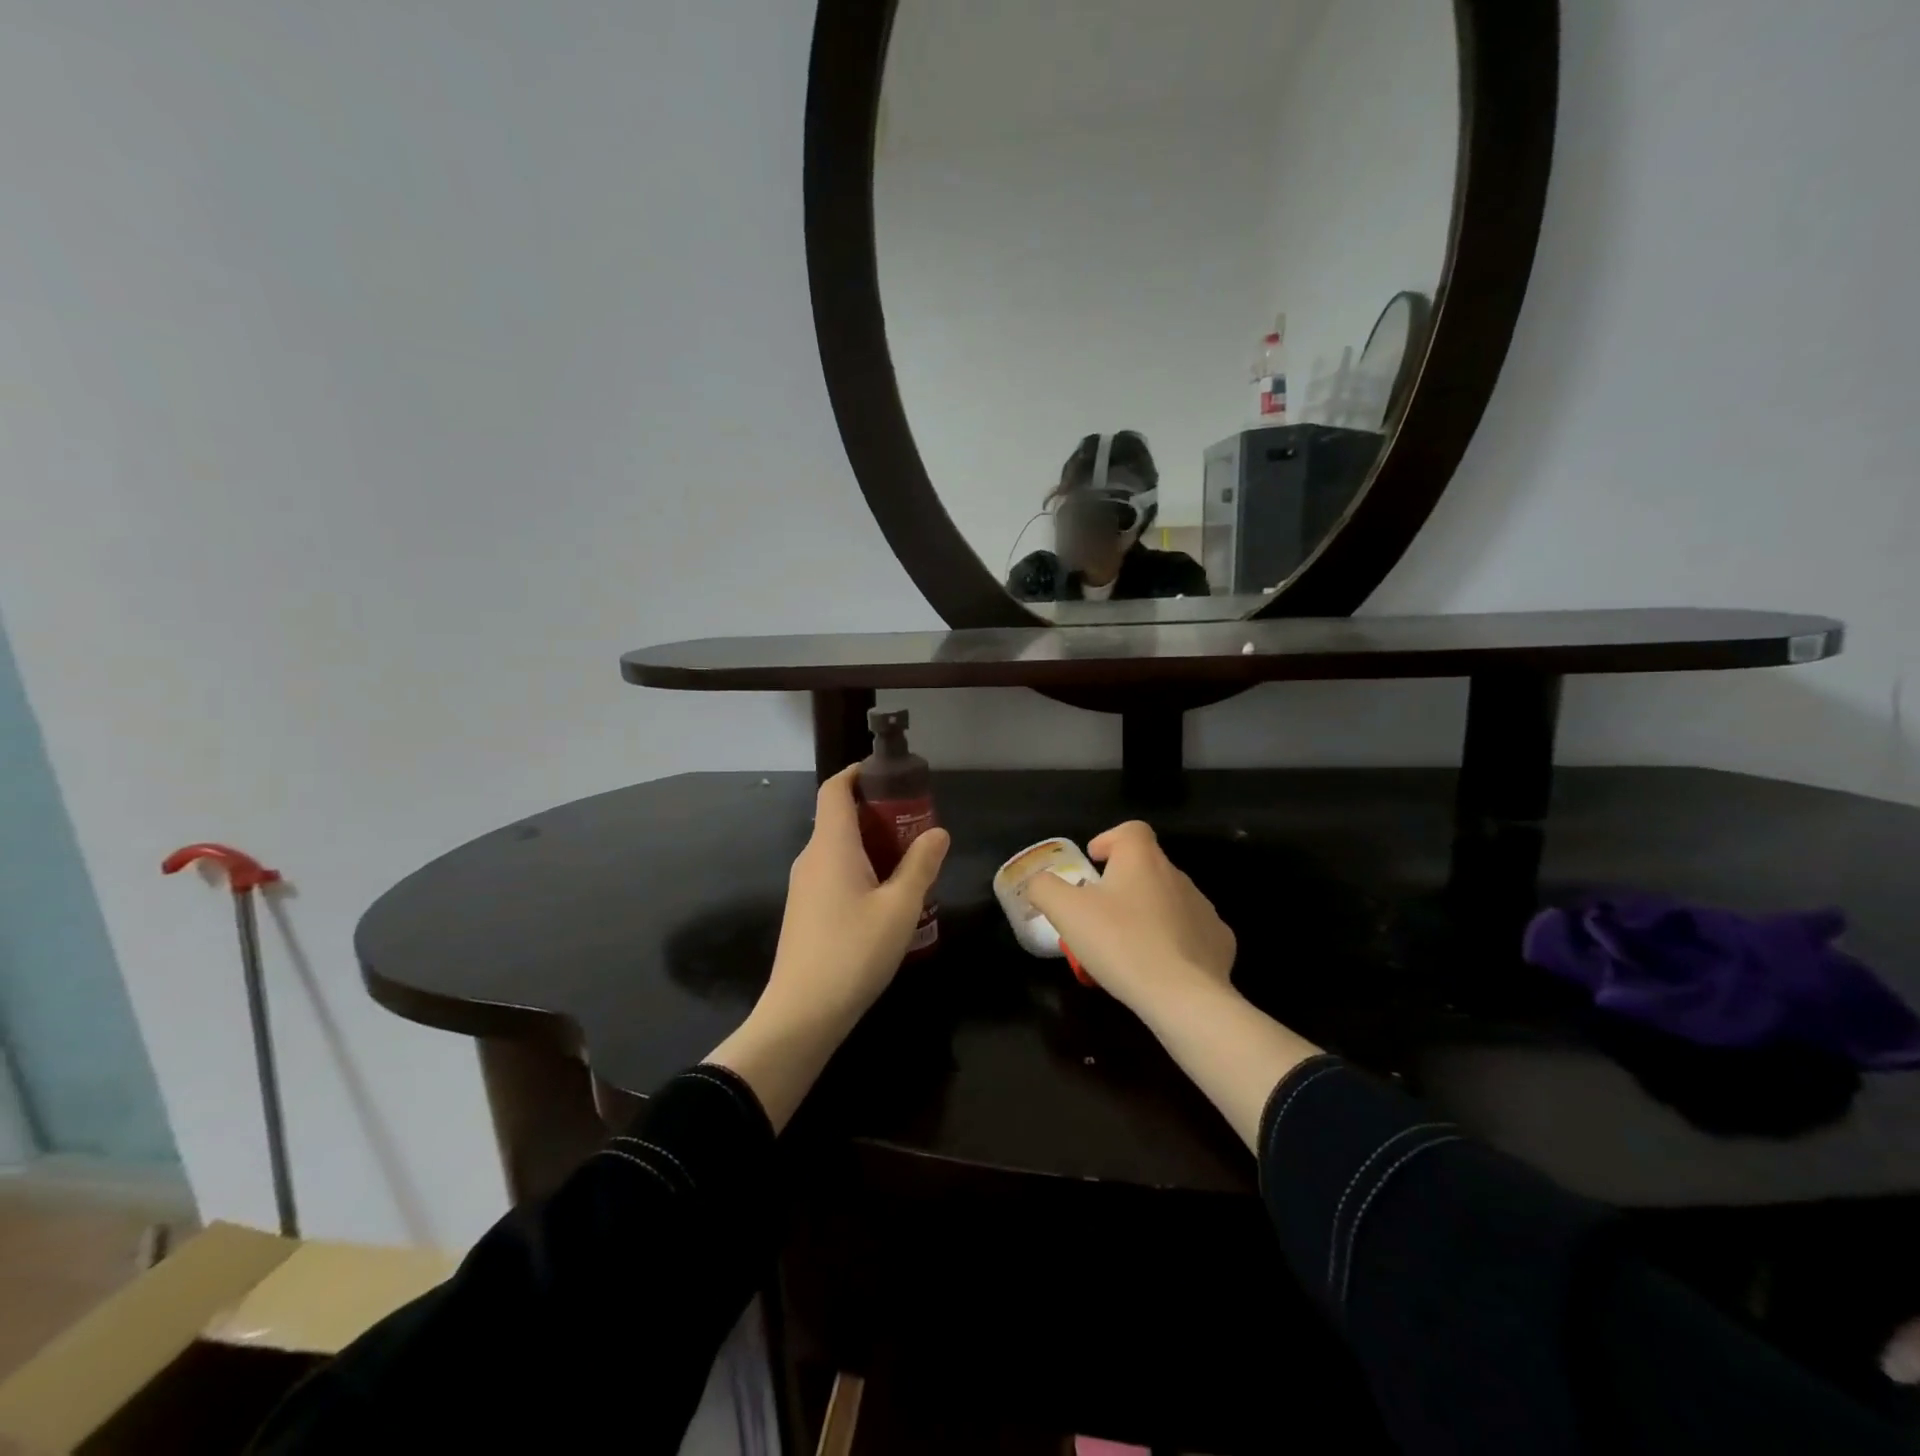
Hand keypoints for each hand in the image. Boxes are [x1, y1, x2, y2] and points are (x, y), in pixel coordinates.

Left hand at [762, 766, 949, 1031]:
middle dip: (877, 812)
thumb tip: (937, 832)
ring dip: (871, 844)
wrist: (801, 1014)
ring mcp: (804, 886)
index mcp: (831, 846)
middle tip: (916, 823)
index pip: (835, 789)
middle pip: (839, 817)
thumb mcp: (900, 907)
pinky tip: (887, 896)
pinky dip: (860, 868)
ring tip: (910, 860)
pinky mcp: (805, 911)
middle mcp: (811, 857)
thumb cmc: (853, 951)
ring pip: (838, 848)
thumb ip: (921, 865)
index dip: (858, 773)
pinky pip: (834, 873)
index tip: (891, 775)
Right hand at [1024, 821, 1235, 1017]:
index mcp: (1142, 859)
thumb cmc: (1120, 943)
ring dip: (1149, 911)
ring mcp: (1203, 908)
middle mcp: (1177, 875)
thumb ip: (1044, 888)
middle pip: (1148, 866)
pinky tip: (1160, 964)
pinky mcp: (1220, 942)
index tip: (1094, 862)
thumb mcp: (1066, 912)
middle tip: (1100, 912)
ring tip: (1128, 942)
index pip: (1131, 830)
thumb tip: (1039, 882)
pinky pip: (1192, 931)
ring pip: (1170, 899)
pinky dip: (1175, 940)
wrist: (1184, 996)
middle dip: (1124, 882)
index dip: (1110, 839)